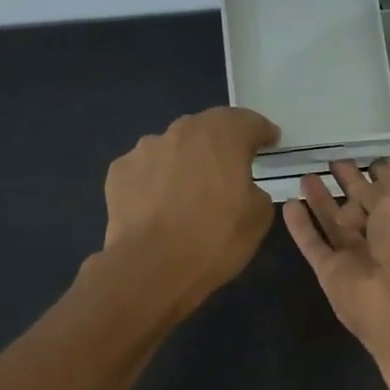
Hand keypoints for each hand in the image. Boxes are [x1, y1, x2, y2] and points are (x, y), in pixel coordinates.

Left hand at [102, 107, 278, 311]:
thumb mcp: (258, 219)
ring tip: (188, 194)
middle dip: (221, 145)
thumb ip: (256, 191)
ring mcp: (145, 149)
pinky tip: (159, 207)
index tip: (270, 142)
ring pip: (173, 148)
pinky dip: (156, 181)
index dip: (262, 132)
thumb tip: (244, 188)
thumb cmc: (214, 240)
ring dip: (185, 163)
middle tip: (229, 169)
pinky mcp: (119, 171)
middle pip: (207, 129)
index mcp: (222, 135)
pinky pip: (146, 170)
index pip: (248, 122)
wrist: (152, 267)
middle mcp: (182, 131)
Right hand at [283, 159, 389, 372]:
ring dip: (320, 200)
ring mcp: (355, 255)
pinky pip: (312, 244)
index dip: (378, 173)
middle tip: (330, 162)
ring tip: (305, 176)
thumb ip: (385, 183)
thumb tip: (368, 179)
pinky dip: (300, 226)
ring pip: (333, 222)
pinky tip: (288, 204)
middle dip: (348, 183)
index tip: (363, 157)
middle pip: (360, 205)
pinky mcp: (330, 272)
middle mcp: (383, 236)